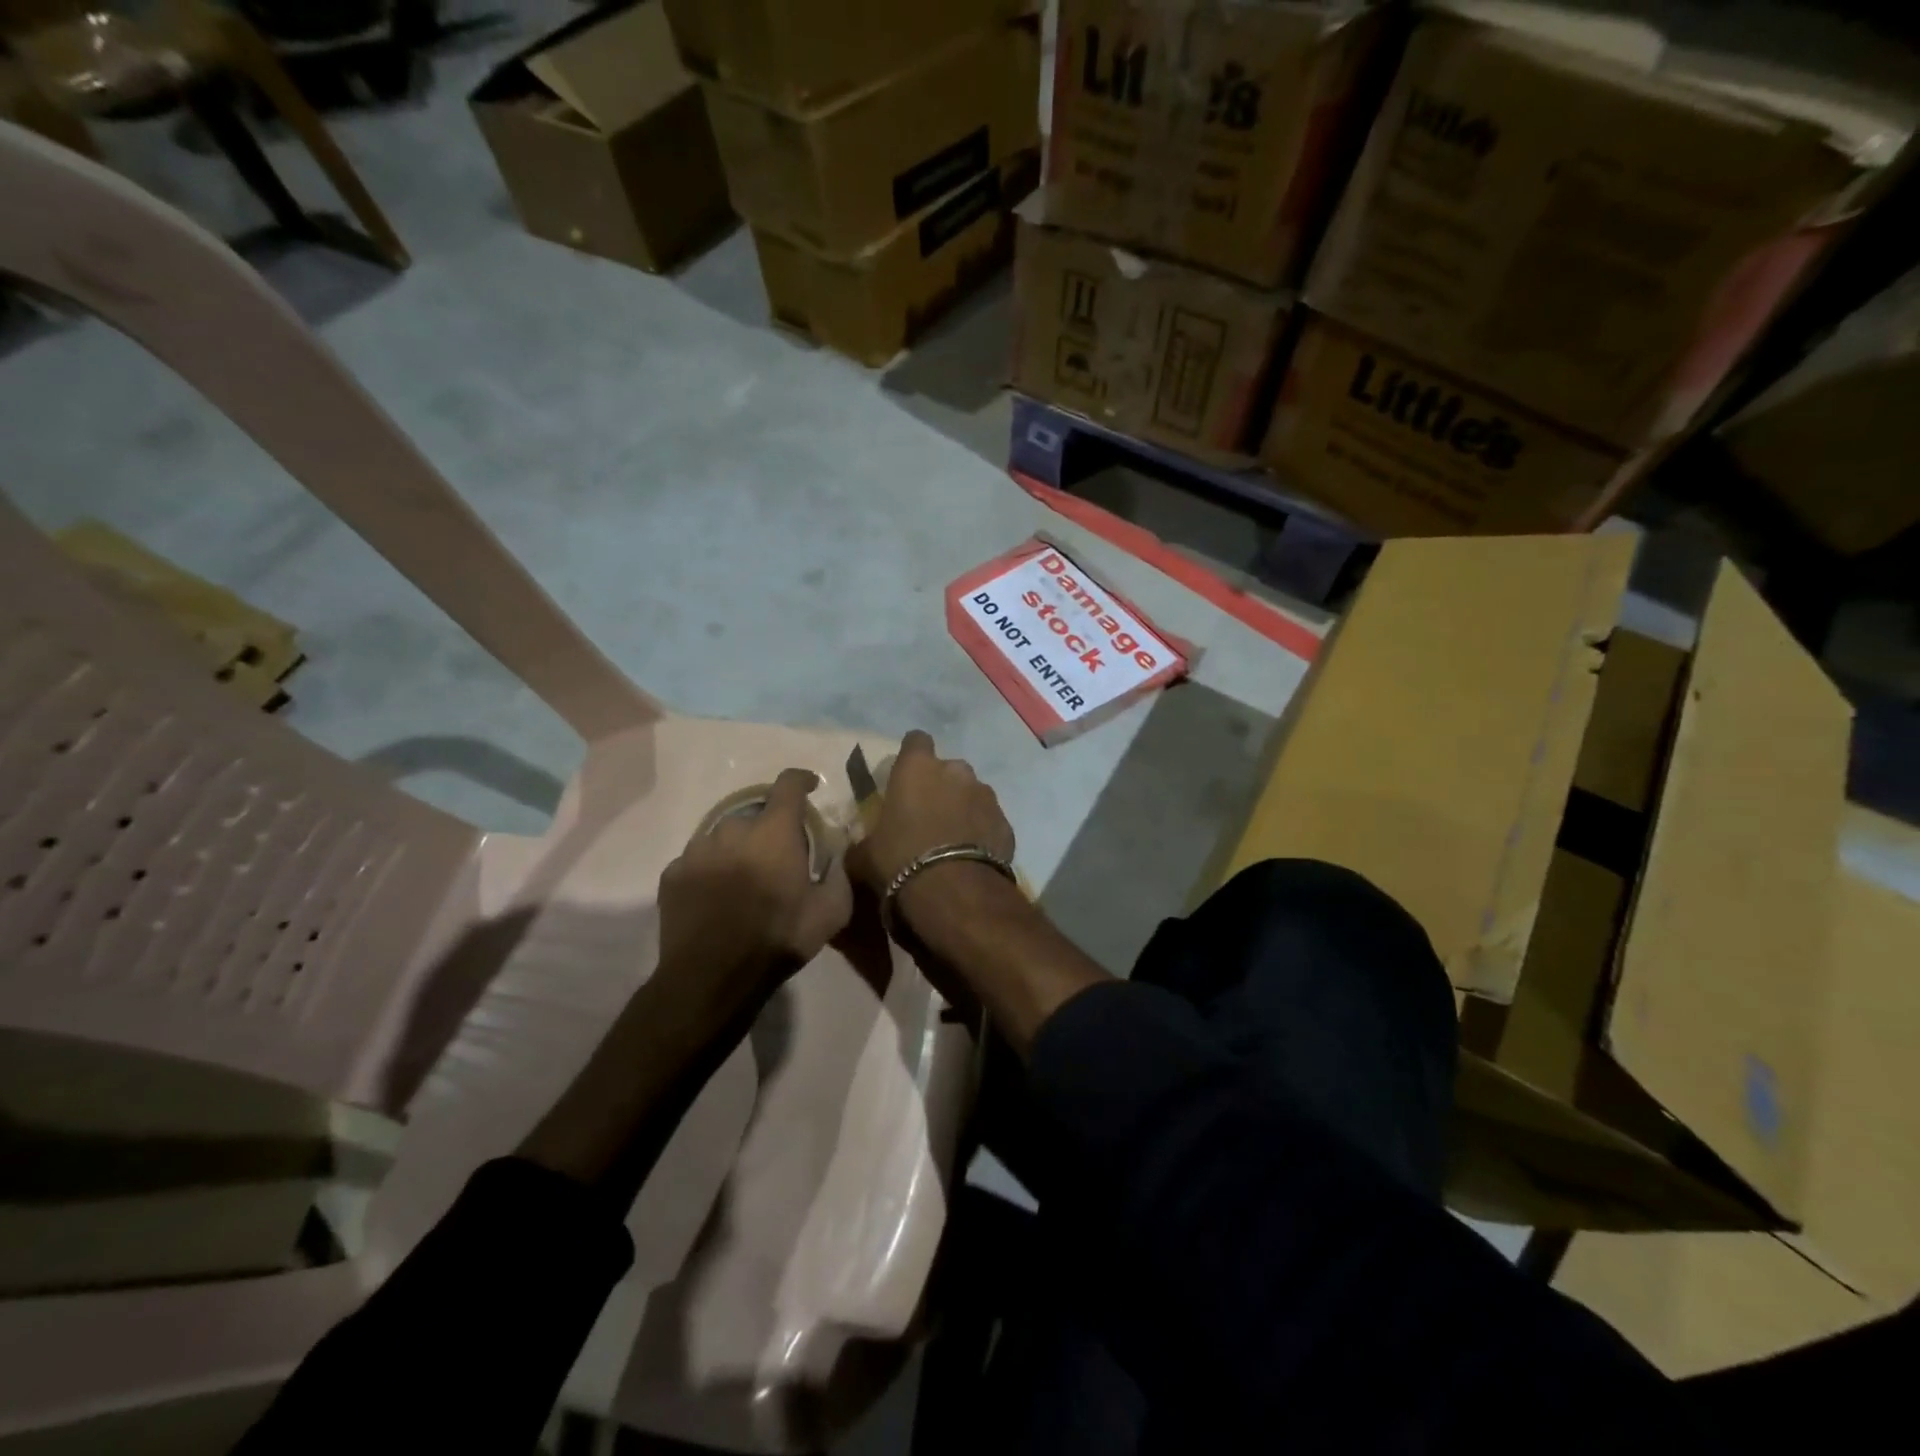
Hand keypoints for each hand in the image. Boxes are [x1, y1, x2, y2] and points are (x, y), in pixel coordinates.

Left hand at [658, 768, 852, 996]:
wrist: (712, 978)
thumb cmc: (778, 939)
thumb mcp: (830, 913)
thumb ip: (840, 876)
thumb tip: (838, 856)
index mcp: (774, 832)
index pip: (788, 784)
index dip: (801, 780)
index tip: (809, 787)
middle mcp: (733, 829)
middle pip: (754, 814)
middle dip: (768, 828)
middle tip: (777, 857)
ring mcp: (697, 850)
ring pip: (722, 836)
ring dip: (737, 849)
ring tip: (743, 880)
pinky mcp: (673, 874)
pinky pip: (696, 861)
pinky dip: (710, 871)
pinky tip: (716, 898)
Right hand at [848, 730, 1014, 895]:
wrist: (954, 891)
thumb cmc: (900, 861)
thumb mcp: (865, 855)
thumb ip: (863, 842)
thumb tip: (858, 848)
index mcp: (917, 768)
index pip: (916, 740)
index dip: (912, 755)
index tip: (906, 776)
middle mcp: (956, 771)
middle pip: (948, 769)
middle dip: (940, 786)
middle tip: (927, 815)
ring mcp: (986, 795)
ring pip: (973, 793)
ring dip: (963, 808)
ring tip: (952, 839)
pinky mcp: (1006, 822)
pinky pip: (989, 821)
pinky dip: (982, 832)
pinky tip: (972, 856)